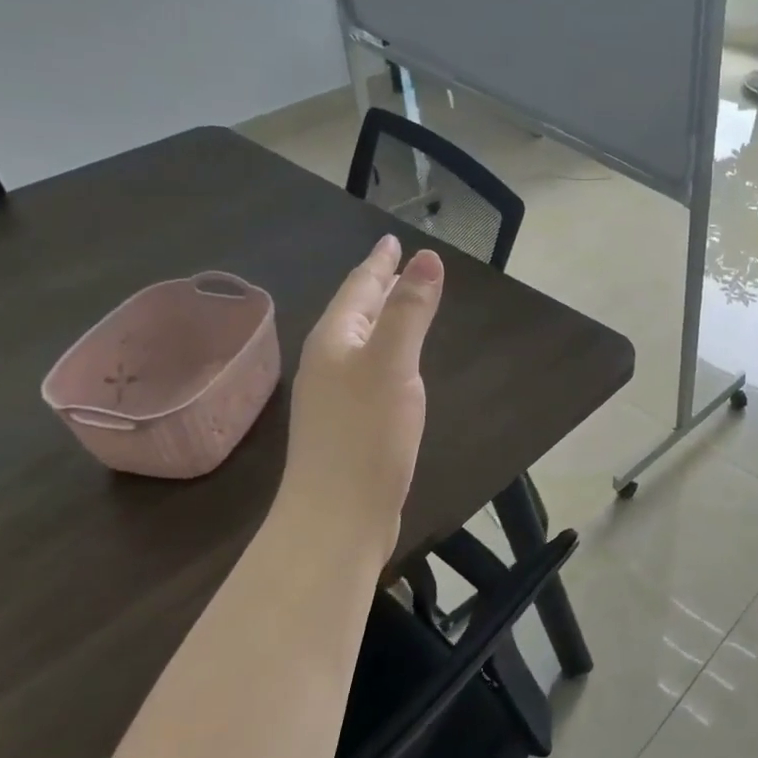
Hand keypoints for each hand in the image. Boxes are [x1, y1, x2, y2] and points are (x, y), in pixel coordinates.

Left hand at [283, 234, 443, 561]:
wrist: (337, 517)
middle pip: (356, 311)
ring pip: (362, 340)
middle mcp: (330, 361)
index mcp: (335, 340)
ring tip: (399, 301)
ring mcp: (337, 395)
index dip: (379, 263)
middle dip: (377, 284)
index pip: (359, 287)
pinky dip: (386, 349)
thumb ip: (410, 310)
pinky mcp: (350, 423)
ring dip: (381, 315)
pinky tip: (396, 361)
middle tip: (398, 262)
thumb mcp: (392, 364)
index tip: (392, 239)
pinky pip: (370, 368)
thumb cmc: (365, 435)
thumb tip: (427, 257)